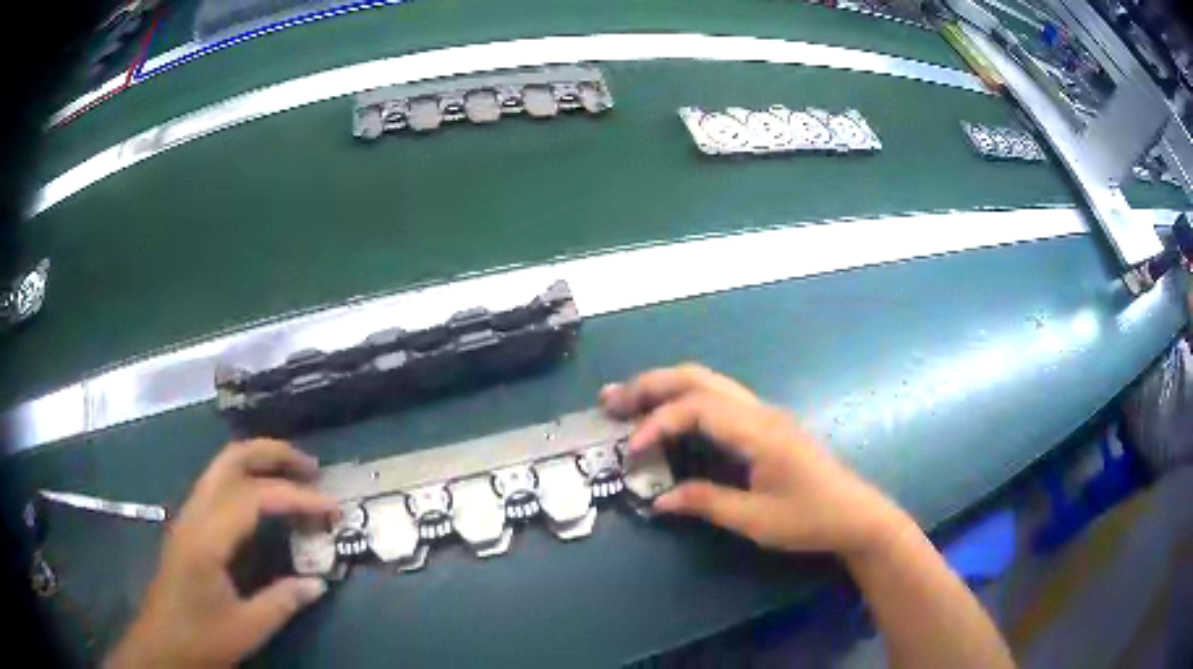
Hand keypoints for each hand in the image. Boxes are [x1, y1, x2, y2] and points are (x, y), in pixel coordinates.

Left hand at [106, 440, 337, 667]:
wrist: (161, 644)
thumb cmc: (201, 638)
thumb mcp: (247, 628)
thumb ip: (282, 601)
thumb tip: (319, 583)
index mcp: (207, 538)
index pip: (255, 497)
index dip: (296, 496)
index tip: (332, 507)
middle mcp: (195, 514)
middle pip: (231, 460)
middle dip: (273, 454)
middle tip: (312, 467)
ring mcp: (188, 516)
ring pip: (222, 468)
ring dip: (259, 463)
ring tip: (294, 477)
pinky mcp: (188, 526)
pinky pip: (218, 487)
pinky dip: (246, 480)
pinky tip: (263, 500)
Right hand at [601, 365, 908, 558]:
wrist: (854, 514)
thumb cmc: (809, 518)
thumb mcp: (755, 519)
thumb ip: (706, 503)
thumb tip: (658, 499)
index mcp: (758, 431)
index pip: (697, 407)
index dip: (658, 422)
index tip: (631, 450)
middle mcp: (759, 411)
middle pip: (699, 379)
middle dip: (652, 385)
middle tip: (611, 399)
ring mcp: (764, 414)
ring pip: (709, 383)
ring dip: (666, 388)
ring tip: (628, 399)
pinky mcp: (766, 425)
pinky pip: (719, 399)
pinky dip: (685, 400)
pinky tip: (668, 414)